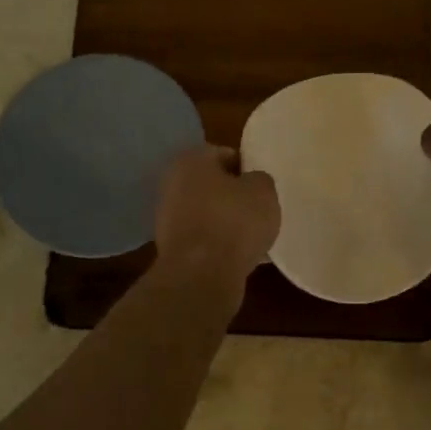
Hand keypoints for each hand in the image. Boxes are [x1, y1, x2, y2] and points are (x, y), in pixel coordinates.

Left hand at [154, 145, 280, 288]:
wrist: (201, 275)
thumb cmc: (234, 222)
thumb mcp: (263, 191)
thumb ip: (259, 180)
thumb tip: (251, 183)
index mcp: (190, 160)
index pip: (224, 154)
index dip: (247, 168)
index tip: (262, 187)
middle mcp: (171, 183)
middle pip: (212, 185)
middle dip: (233, 196)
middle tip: (258, 210)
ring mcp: (166, 217)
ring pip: (206, 213)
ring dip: (225, 222)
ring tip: (251, 237)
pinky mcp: (170, 247)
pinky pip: (202, 238)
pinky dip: (217, 244)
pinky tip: (237, 256)